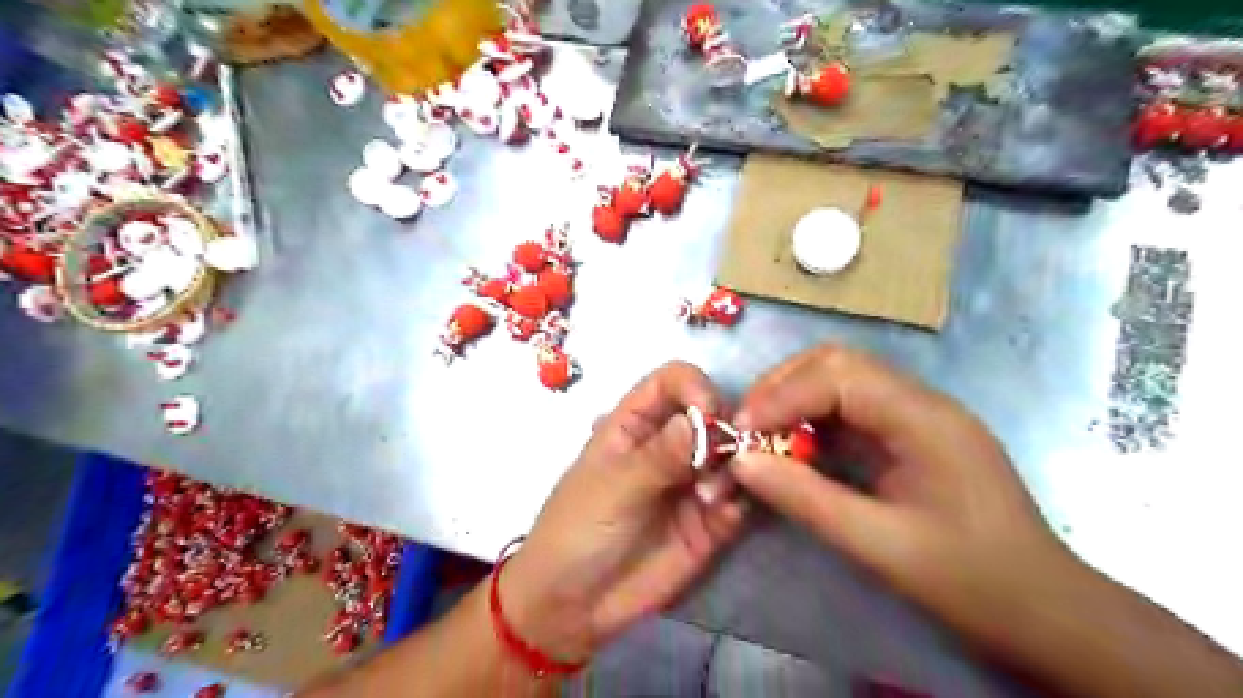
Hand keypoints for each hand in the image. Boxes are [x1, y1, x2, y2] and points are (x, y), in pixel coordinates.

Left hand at [498, 363, 740, 662]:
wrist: (574, 606)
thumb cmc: (577, 531)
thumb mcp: (612, 488)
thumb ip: (658, 457)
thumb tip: (700, 420)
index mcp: (635, 425)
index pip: (672, 382)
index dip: (694, 386)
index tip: (709, 413)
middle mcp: (670, 446)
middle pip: (713, 415)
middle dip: (725, 430)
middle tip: (720, 460)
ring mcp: (691, 483)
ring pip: (732, 457)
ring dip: (734, 469)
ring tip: (711, 499)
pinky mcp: (710, 521)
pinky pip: (739, 500)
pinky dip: (741, 502)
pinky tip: (724, 518)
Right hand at [729, 346, 1089, 644]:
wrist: (1046, 613)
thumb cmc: (970, 580)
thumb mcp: (879, 545)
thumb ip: (805, 498)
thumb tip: (741, 462)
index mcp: (923, 418)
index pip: (837, 375)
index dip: (781, 396)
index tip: (740, 432)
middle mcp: (920, 401)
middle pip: (837, 363)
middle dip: (782, 388)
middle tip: (746, 427)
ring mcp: (917, 415)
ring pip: (841, 380)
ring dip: (795, 400)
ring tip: (762, 435)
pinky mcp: (910, 434)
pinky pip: (851, 409)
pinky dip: (813, 420)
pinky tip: (796, 448)